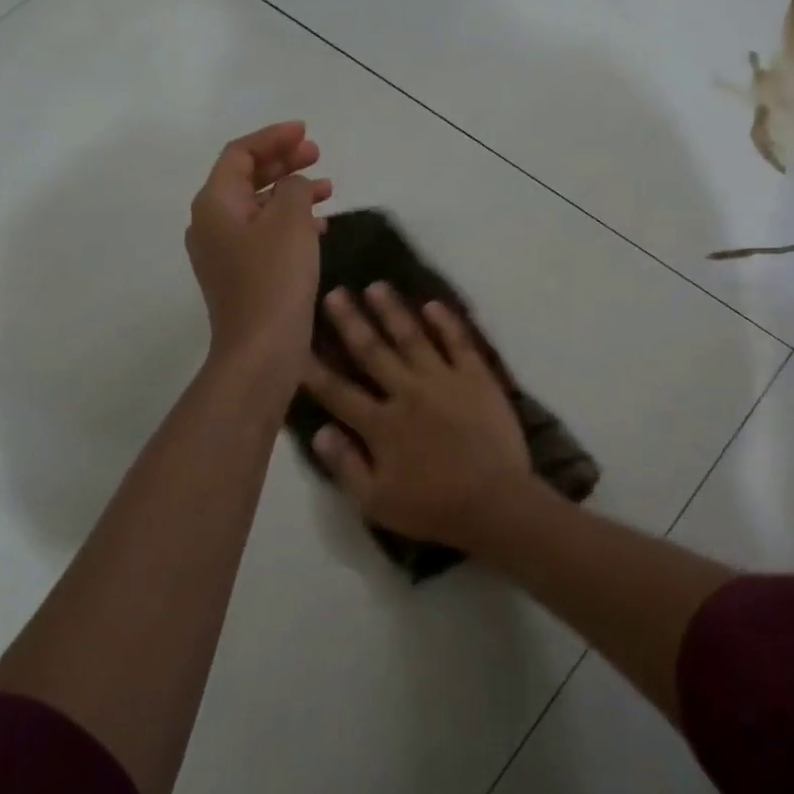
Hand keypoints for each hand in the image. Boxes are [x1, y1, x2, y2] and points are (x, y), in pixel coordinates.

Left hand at [186, 122, 332, 391]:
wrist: (261, 349)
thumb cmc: (274, 278)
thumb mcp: (290, 221)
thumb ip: (294, 188)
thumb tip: (296, 185)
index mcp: (215, 203)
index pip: (239, 154)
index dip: (273, 138)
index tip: (306, 132)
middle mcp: (211, 223)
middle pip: (245, 178)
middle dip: (282, 162)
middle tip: (317, 154)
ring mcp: (222, 252)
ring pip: (258, 206)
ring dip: (290, 192)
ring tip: (327, 187)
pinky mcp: (239, 275)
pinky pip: (263, 233)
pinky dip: (289, 221)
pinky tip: (318, 227)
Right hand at [302, 285, 538, 553]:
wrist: (496, 503)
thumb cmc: (433, 507)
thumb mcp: (376, 502)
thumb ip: (345, 466)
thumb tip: (319, 431)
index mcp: (381, 424)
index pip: (338, 390)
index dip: (314, 367)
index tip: (296, 342)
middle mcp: (407, 392)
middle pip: (372, 351)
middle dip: (351, 321)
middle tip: (335, 293)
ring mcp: (444, 380)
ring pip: (412, 337)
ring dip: (392, 311)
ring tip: (376, 286)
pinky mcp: (476, 377)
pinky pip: (459, 342)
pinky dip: (446, 322)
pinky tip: (432, 304)